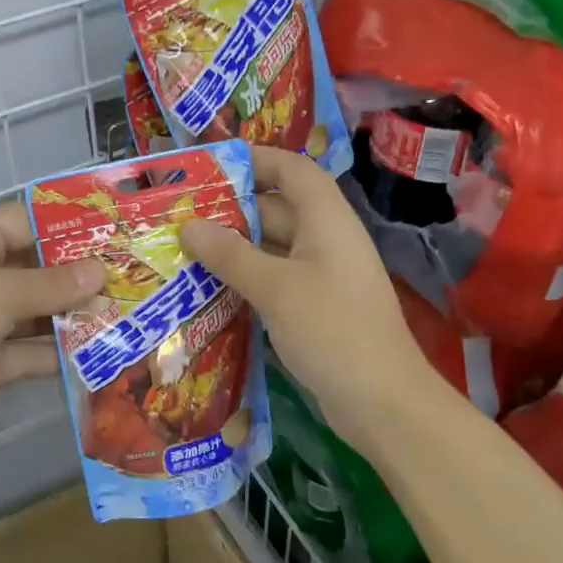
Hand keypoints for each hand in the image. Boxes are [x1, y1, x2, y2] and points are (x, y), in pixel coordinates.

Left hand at [0, 202, 103, 444]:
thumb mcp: (0, 291)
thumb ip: (53, 285)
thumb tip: (100, 271)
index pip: (24, 222)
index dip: (64, 225)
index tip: (110, 233)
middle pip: (35, 270)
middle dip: (77, 277)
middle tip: (128, 279)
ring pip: (35, 314)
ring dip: (73, 318)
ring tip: (123, 317)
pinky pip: (28, 353)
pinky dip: (57, 355)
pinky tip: (97, 356)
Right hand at [180, 146, 431, 451]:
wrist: (382, 402)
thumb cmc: (332, 330)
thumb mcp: (275, 288)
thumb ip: (230, 255)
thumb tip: (188, 226)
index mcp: (326, 220)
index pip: (292, 170)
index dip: (256, 160)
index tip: (211, 165)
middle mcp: (325, 240)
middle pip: (276, 209)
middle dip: (231, 209)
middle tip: (180, 213)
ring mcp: (321, 276)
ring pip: (271, 248)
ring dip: (233, 248)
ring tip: (184, 248)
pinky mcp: (314, 307)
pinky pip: (274, 279)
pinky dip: (244, 279)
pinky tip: (208, 289)